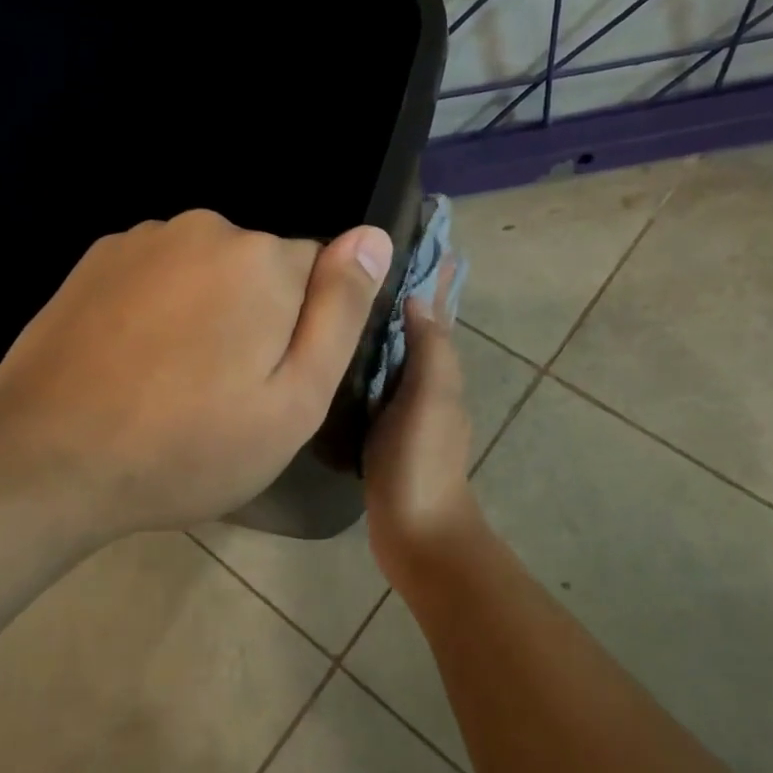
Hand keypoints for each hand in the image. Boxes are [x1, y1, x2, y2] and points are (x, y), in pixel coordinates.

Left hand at [0, 210, 391, 536]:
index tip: (272, 380)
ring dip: (206, 310)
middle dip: (257, 316)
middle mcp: (205, 228)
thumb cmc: (190, 446)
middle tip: (224, 390)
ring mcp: (143, 239)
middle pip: (262, 268)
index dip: (305, 330)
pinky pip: (159, 273)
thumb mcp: (294, 400)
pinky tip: (134, 360)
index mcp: (262, 259)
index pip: (320, 272)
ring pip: (208, 269)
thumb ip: (341, 312)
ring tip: (174, 380)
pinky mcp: (97, 258)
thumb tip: (374, 236)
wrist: (49, 462)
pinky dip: (160, 305)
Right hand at [363, 270, 488, 589]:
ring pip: (391, 354)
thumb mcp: (431, 399)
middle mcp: (425, 383)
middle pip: (413, 328)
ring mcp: (402, 408)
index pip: (436, 311)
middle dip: (399, 293)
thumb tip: (418, 297)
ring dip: (377, 325)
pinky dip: (360, 360)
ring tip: (341, 296)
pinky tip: (332, 354)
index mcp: (440, 369)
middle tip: (360, 260)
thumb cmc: (423, 461)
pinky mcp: (379, 430)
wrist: (418, 533)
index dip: (429, 277)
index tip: (410, 239)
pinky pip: (371, 383)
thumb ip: (430, 349)